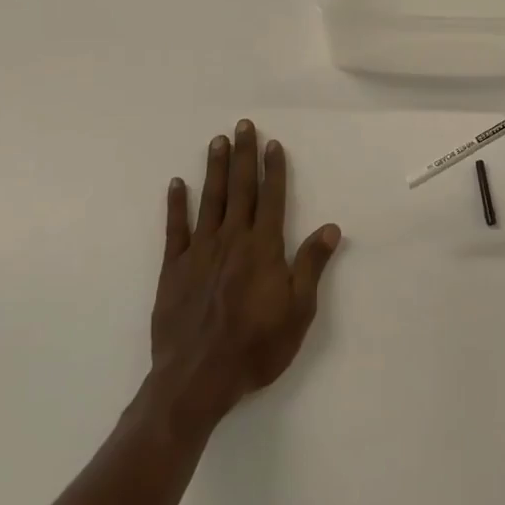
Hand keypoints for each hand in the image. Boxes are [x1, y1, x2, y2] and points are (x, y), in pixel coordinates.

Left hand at [149, 119, 341, 431]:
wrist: (197, 379)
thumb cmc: (256, 347)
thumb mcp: (298, 311)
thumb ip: (311, 265)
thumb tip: (331, 227)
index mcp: (263, 249)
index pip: (272, 198)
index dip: (273, 169)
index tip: (273, 144)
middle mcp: (232, 240)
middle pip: (240, 189)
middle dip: (244, 155)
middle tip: (243, 125)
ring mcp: (199, 251)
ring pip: (209, 200)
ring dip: (215, 169)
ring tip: (217, 141)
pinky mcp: (173, 268)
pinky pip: (175, 228)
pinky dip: (176, 204)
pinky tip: (177, 183)